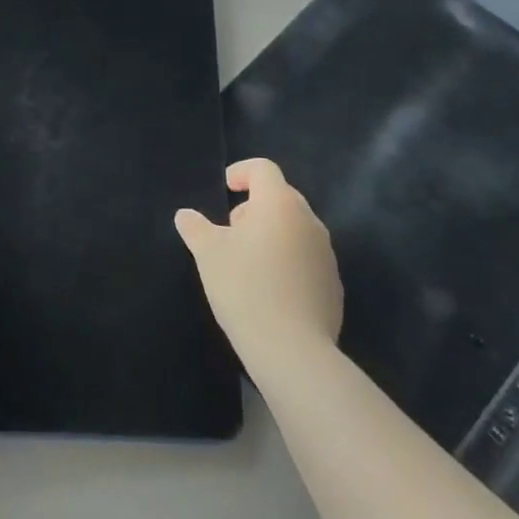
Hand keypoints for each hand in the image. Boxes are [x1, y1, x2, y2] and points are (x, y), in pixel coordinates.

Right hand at [176, 158, 341, 375]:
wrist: (291, 349)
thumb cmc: (245, 287)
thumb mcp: (208, 253)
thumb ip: (195, 227)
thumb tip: (185, 215)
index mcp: (279, 204)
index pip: (264, 169)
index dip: (242, 172)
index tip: (225, 188)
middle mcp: (308, 220)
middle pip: (282, 197)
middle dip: (255, 206)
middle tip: (231, 230)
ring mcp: (326, 253)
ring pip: (295, 228)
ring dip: (272, 234)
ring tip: (248, 262)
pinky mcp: (334, 284)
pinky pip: (307, 258)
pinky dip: (288, 261)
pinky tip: (270, 289)